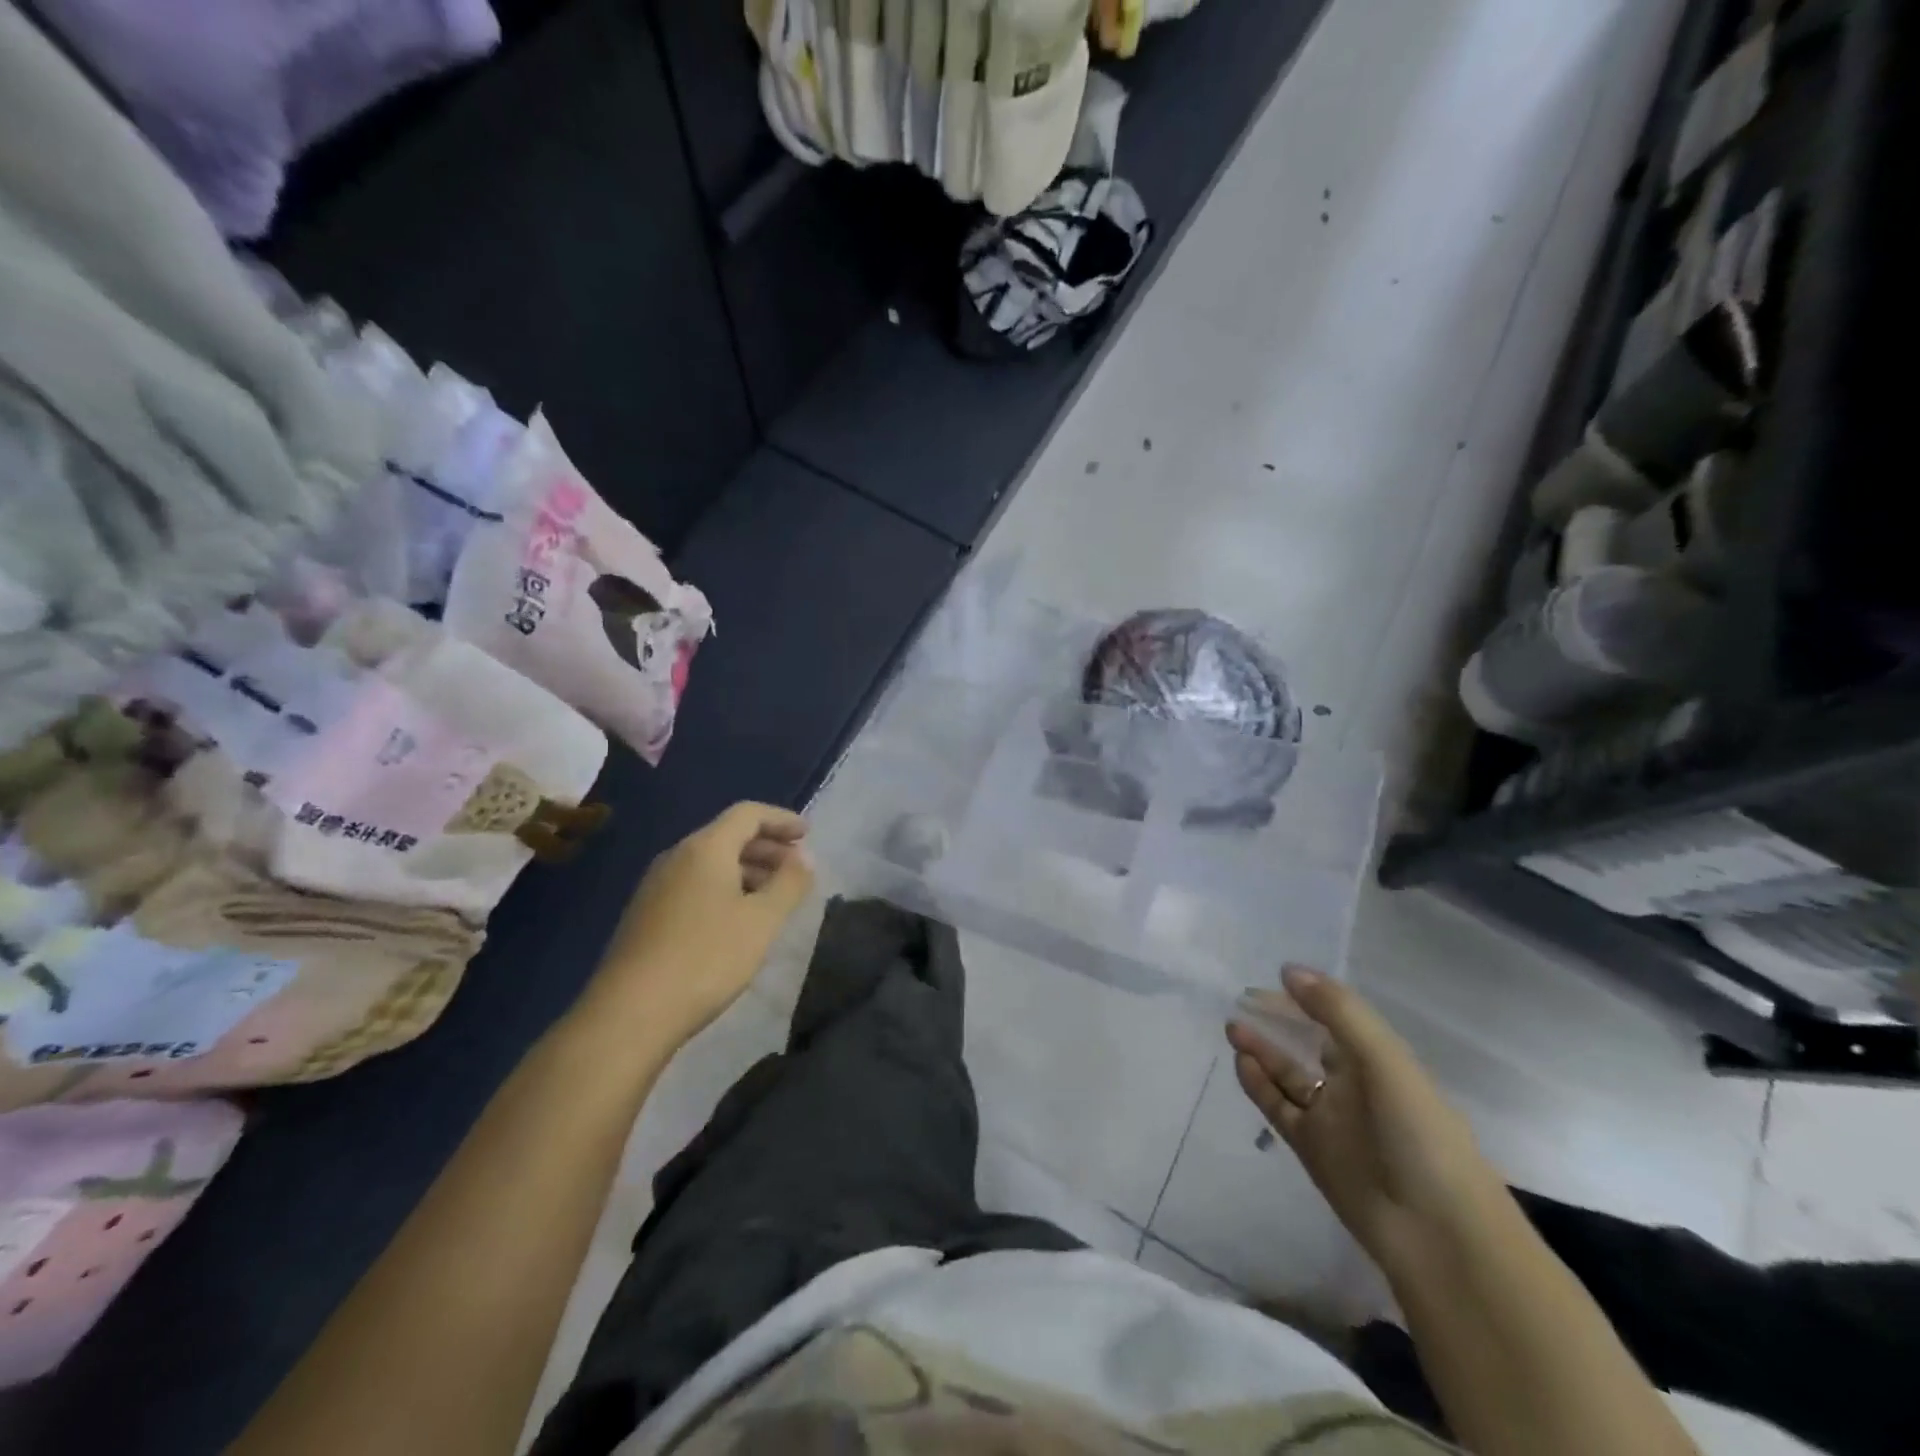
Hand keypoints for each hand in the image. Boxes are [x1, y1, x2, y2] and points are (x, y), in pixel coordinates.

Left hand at [587, 802, 813, 1044]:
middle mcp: (676, 857)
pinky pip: (693, 885)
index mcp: (705, 848)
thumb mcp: (762, 921)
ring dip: (747, 870)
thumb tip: (804, 857)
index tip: (807, 835)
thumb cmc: (706, 958)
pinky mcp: (646, 915)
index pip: (748, 814)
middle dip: (767, 847)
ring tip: (773, 897)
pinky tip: (737, 921)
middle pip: (727, 836)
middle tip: (796, 868)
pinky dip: (724, 889)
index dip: (781, 819)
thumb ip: (789, 883)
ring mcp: (656, 886)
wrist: (630, 1013)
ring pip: (710, 863)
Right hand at [1228, 967, 1502, 1274]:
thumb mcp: (1385, 1061)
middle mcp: (1357, 1086)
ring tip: (1232, 1027)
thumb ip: (1338, 1012)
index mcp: (1382, 1062)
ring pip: (1289, 1075)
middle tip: (1242, 1000)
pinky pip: (1279, 1108)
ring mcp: (1333, 1119)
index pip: (1337, 1018)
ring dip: (1263, 1050)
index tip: (1273, 978)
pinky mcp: (1312, 1150)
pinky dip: (1258, 1084)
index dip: (1308, 998)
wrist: (1439, 1236)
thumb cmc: (1420, 1136)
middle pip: (1310, 1044)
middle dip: (1279, 1022)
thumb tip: (1288, 970)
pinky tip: (1241, 1061)